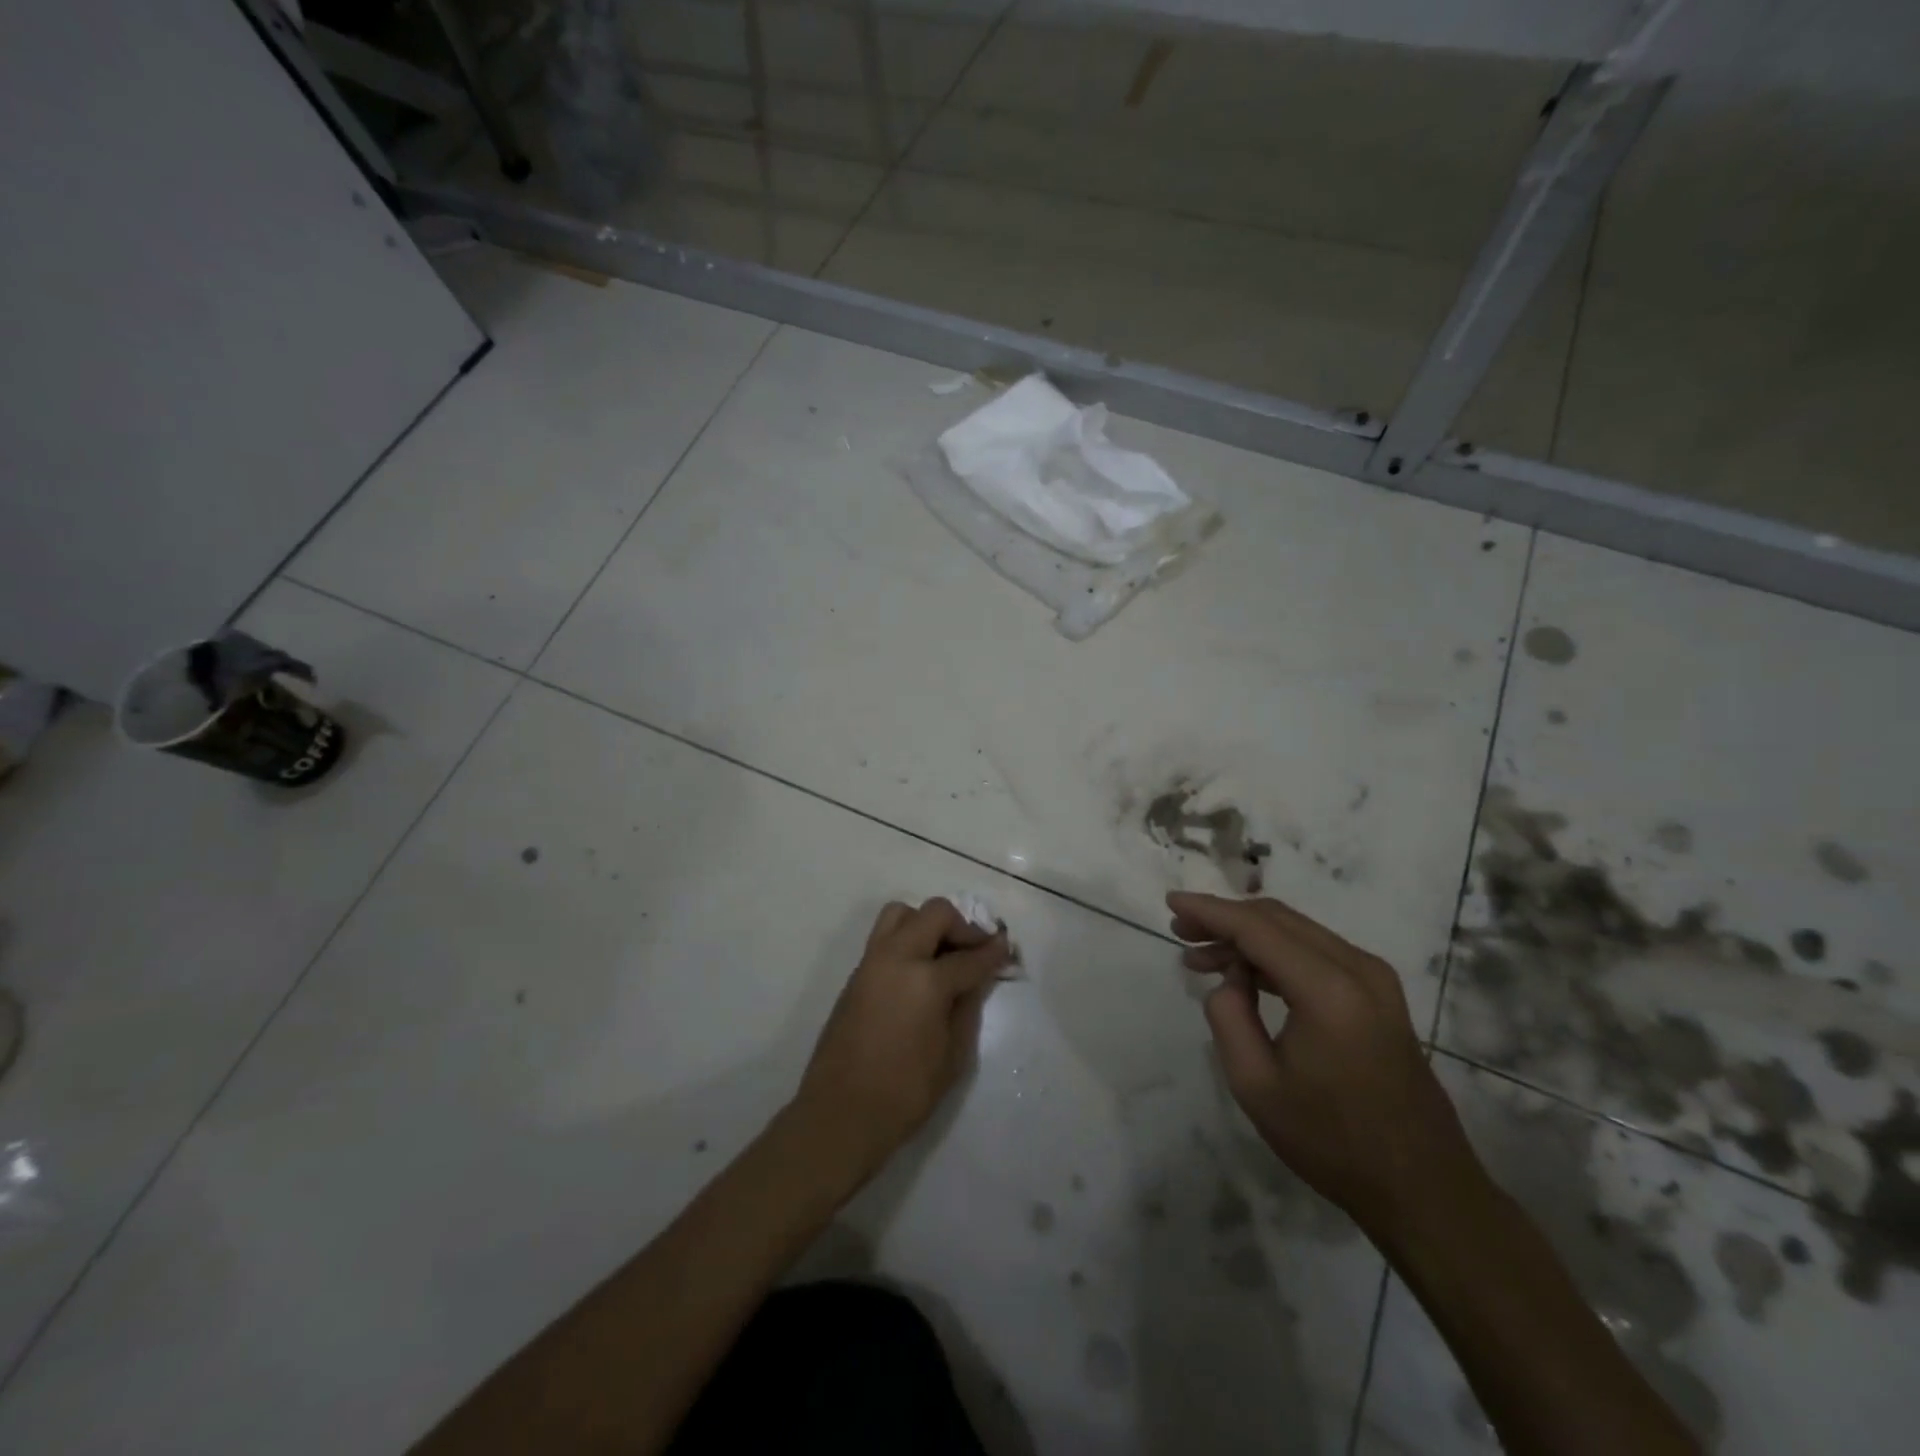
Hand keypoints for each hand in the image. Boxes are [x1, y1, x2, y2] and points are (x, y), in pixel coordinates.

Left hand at [792, 899, 1010, 1178]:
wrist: (840, 1114)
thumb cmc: (904, 1093)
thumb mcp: (952, 1056)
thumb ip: (967, 1008)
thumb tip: (977, 979)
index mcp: (926, 980)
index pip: (969, 956)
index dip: (993, 952)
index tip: (1006, 946)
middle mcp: (897, 958)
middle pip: (935, 914)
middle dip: (962, 926)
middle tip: (975, 949)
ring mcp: (871, 962)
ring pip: (902, 914)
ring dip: (928, 923)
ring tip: (942, 953)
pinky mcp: (856, 974)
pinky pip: (885, 937)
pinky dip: (908, 939)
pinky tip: (920, 971)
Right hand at [1169, 891, 1486, 1236]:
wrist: (1423, 1188)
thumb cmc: (1332, 1142)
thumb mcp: (1255, 1084)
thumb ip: (1228, 1015)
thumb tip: (1230, 978)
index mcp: (1328, 990)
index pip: (1256, 928)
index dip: (1209, 911)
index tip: (1171, 902)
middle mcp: (1357, 968)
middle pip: (1277, 919)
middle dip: (1224, 919)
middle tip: (1181, 931)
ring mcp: (1375, 979)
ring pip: (1296, 932)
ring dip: (1247, 936)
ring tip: (1201, 957)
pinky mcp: (1379, 994)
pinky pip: (1316, 953)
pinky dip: (1275, 954)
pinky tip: (1245, 974)